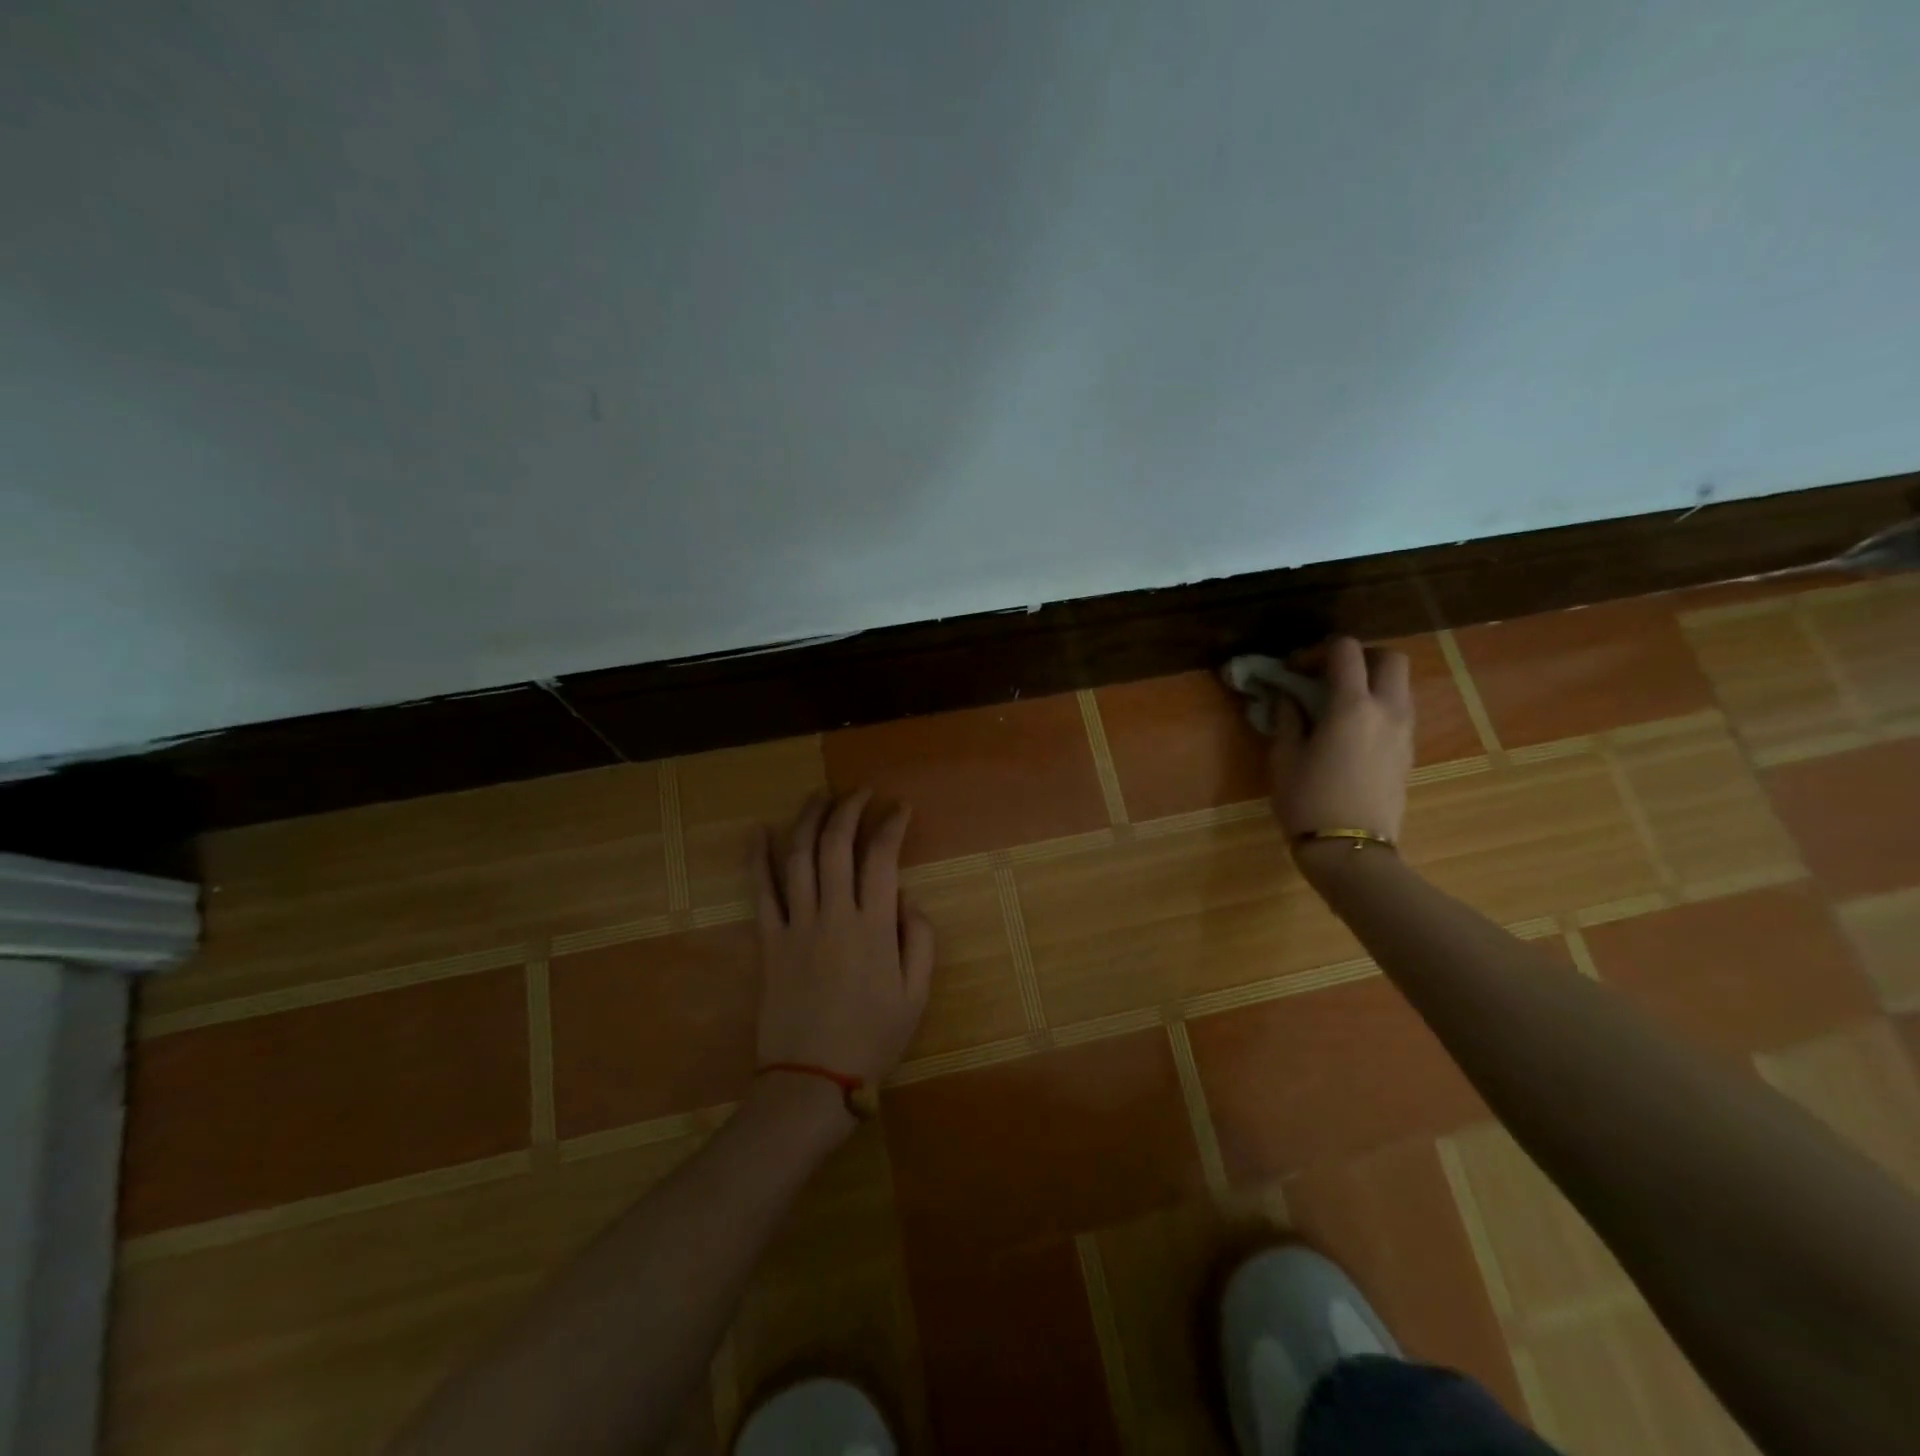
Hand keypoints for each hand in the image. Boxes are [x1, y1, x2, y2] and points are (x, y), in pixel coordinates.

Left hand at [751, 789, 935, 1097]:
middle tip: (859, 791)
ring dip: (807, 820)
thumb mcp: (916, 996)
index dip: (890, 825)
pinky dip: (757, 858)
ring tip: (818, 796)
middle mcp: (834, 915)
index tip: (899, 808)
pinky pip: (760, 892)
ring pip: (797, 858)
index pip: (881, 858)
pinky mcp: (769, 941)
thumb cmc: (872, 1040)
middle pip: (836, 846)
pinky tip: (757, 832)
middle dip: (848, 809)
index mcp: (874, 927)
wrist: (812, 1081)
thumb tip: (909, 899)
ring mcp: (797, 925)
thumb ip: (920, 941)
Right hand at [1267, 637, 1414, 845]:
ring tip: (1338, 702)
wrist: (1350, 849)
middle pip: (1389, 658)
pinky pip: (1399, 711)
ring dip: (1371, 681)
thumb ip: (1287, 718)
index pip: (1345, 651)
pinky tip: (1351, 729)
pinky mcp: (1409, 752)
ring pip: (1399, 685)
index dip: (1317, 651)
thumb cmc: (1308, 801)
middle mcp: (1387, 710)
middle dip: (1359, 657)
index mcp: (1352, 706)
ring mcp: (1405, 732)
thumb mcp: (1284, 757)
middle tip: (1328, 674)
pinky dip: (1378, 705)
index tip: (1294, 669)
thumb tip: (1287, 696)